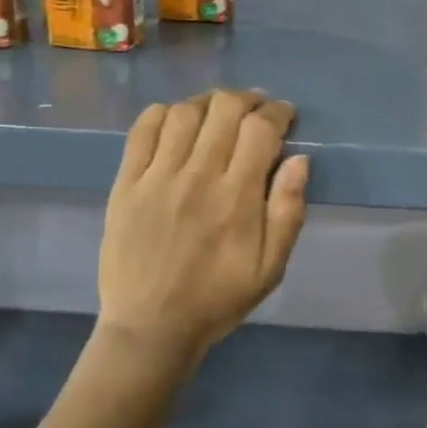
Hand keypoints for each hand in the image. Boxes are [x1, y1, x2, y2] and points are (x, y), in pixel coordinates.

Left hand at [97, 90, 308, 367]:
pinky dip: (163, 113)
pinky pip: (142, 130)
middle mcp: (197, 176)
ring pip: (184, 112)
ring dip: (208, 103)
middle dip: (247, 100)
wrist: (150, 328)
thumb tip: (300, 159)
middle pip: (224, 109)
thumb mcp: (271, 267)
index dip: (277, 112)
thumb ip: (289, 211)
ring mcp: (157, 177)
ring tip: (218, 113)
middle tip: (256, 110)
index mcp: (237, 197)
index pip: (260, 129)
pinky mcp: (126, 183)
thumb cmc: (218, 298)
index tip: (284, 115)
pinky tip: (177, 122)